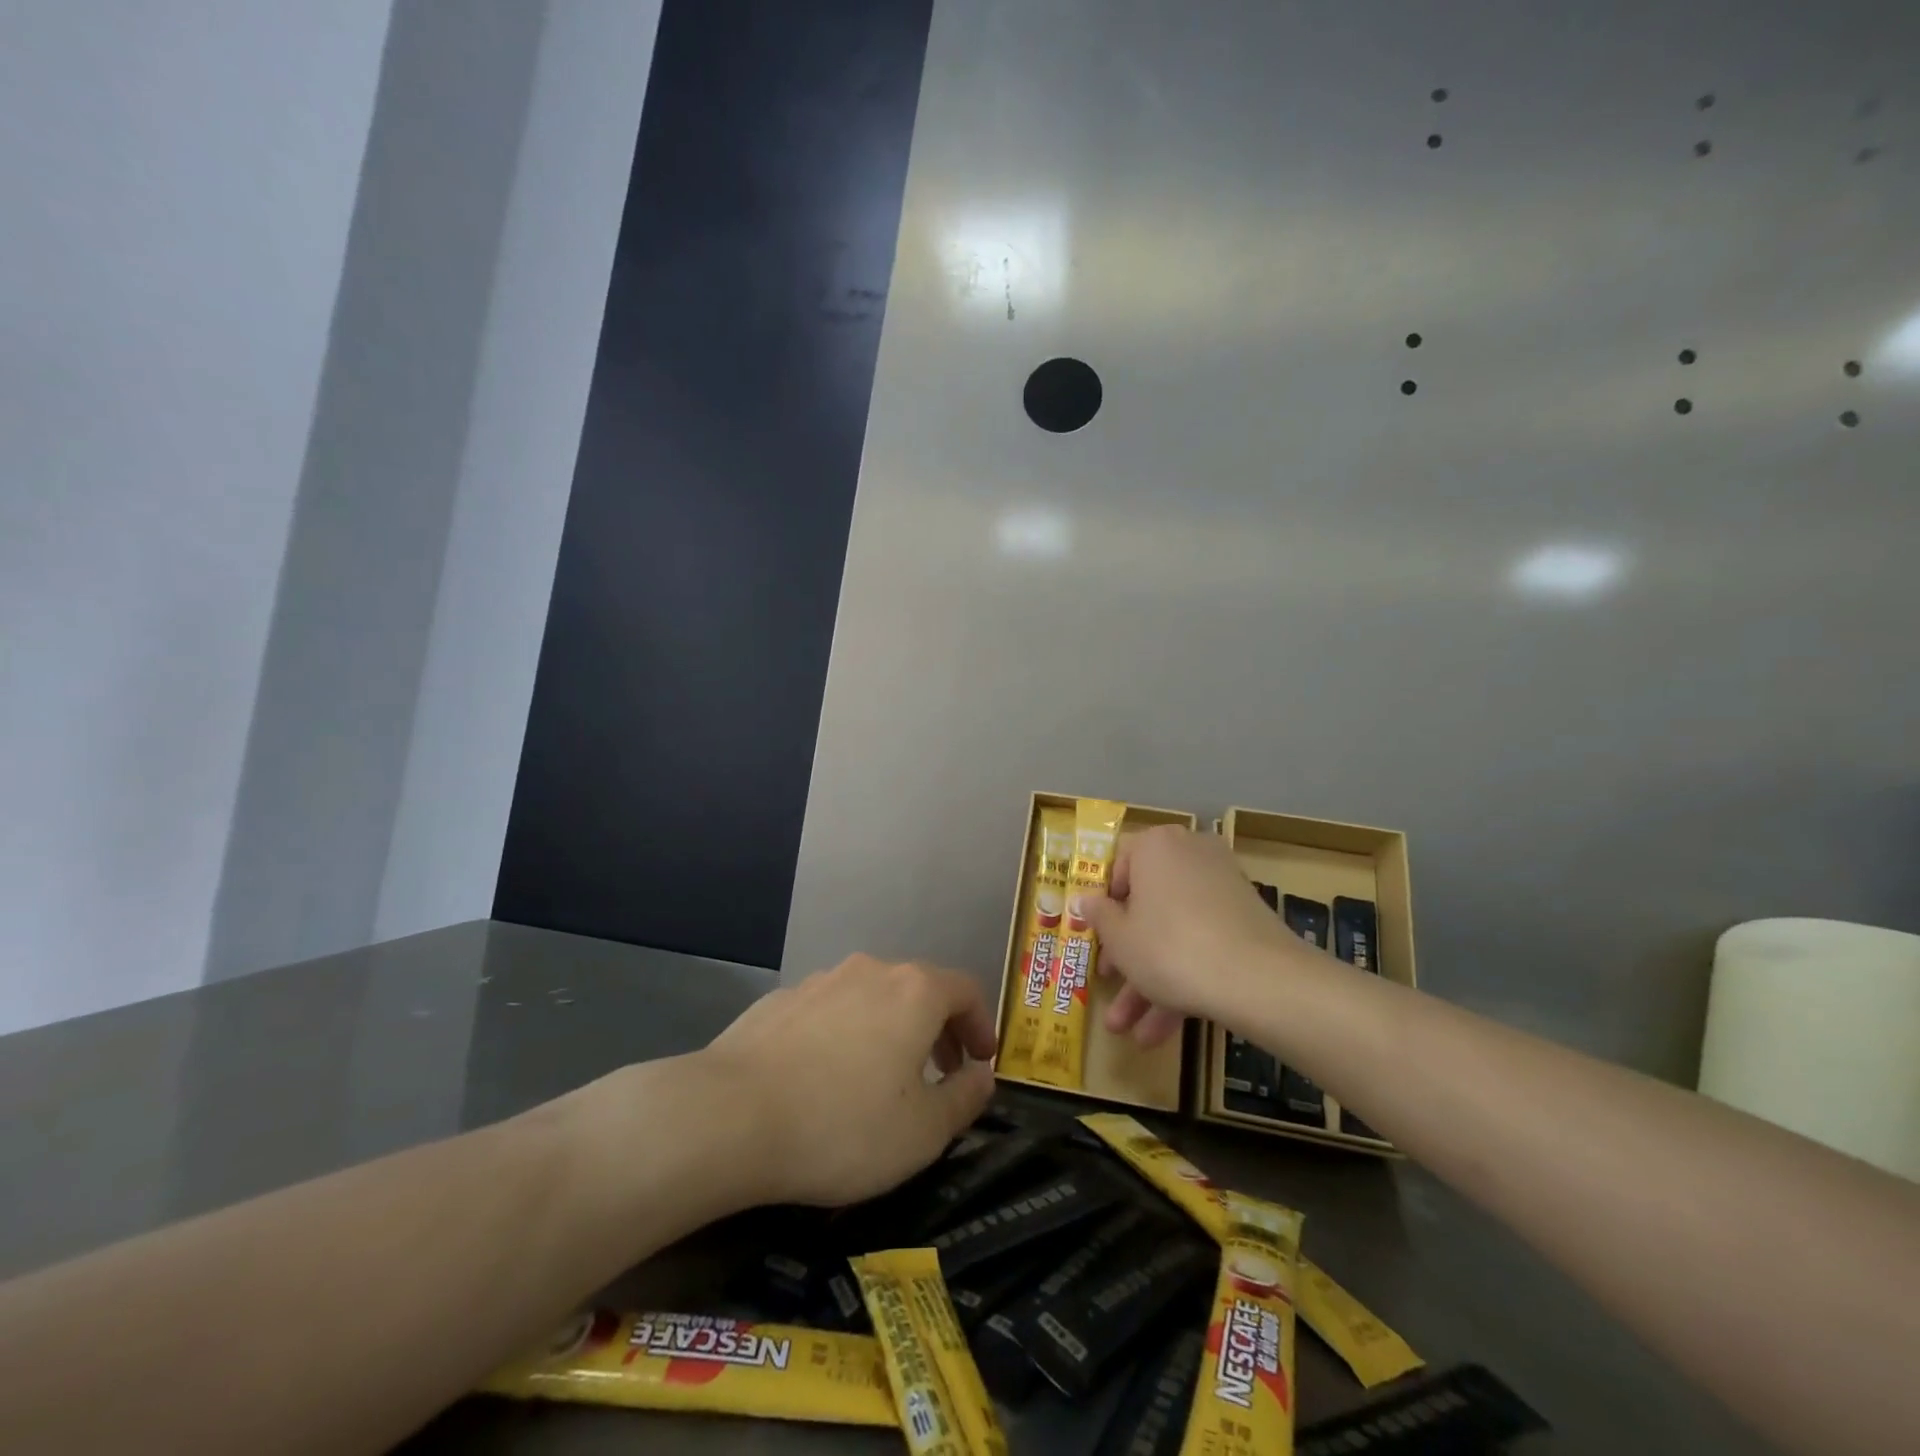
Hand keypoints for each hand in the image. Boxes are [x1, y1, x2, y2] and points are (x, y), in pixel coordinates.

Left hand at [696, 955, 997, 1206]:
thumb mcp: (923, 1132)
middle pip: (919, 990)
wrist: (729, 1116)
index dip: (981, 1025)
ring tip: (882, 1079)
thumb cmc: (843, 1125)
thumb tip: (981, 1075)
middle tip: (940, 1074)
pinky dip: (845, 1035)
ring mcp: (820, 981)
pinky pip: (830, 1012)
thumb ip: (964, 1099)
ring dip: (890, 1031)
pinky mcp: (780, 1001)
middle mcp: (870, 971)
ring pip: (872, 998)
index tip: (981, 1062)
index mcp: (914, 992)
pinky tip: (825, 1079)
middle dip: (938, 1029)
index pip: (966, 990)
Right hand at [1081, 825, 1307, 1045]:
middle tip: (1108, 982)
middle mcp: (1190, 855)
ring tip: (1126, 1030)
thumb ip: (1098, 916)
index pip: (1117, 864)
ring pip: (1173, 931)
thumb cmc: (1169, 947)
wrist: (1257, 979)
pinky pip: (1201, 942)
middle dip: (1125, 953)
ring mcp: (1221, 887)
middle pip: (1146, 903)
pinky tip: (1159, 1032)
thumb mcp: (1120, 937)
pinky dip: (1181, 979)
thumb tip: (1082, 899)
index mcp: (1155, 845)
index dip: (1102, 903)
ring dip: (1148, 980)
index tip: (1094, 933)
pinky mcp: (1244, 920)